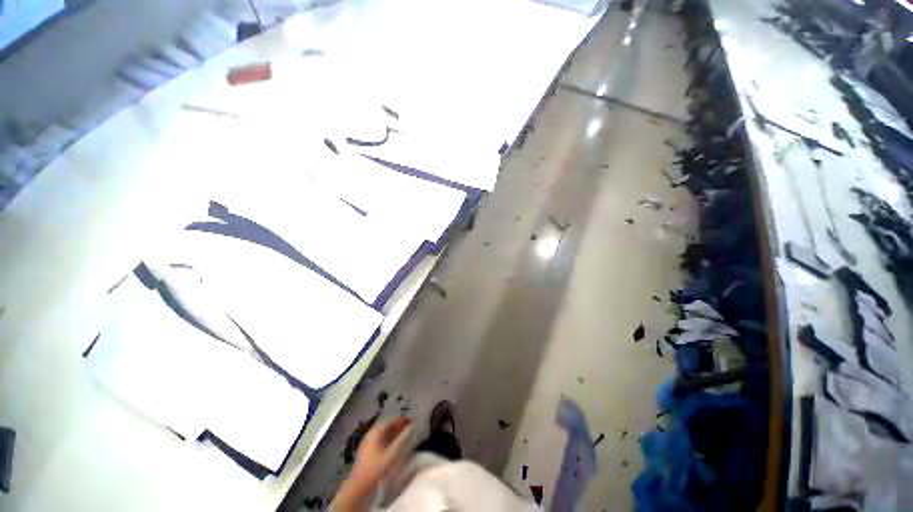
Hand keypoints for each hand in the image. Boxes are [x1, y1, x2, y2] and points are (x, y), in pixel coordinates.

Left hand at [335, 417, 413, 511]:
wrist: (358, 486)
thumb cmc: (375, 468)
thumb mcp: (391, 454)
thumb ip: (402, 439)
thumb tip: (411, 426)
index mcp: (375, 432)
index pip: (390, 420)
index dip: (401, 419)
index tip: (411, 421)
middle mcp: (371, 433)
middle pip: (386, 425)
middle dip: (398, 425)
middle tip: (409, 427)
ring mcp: (368, 441)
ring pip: (383, 432)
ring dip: (394, 432)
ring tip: (404, 434)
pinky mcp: (367, 449)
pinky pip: (380, 439)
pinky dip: (389, 438)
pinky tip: (394, 443)